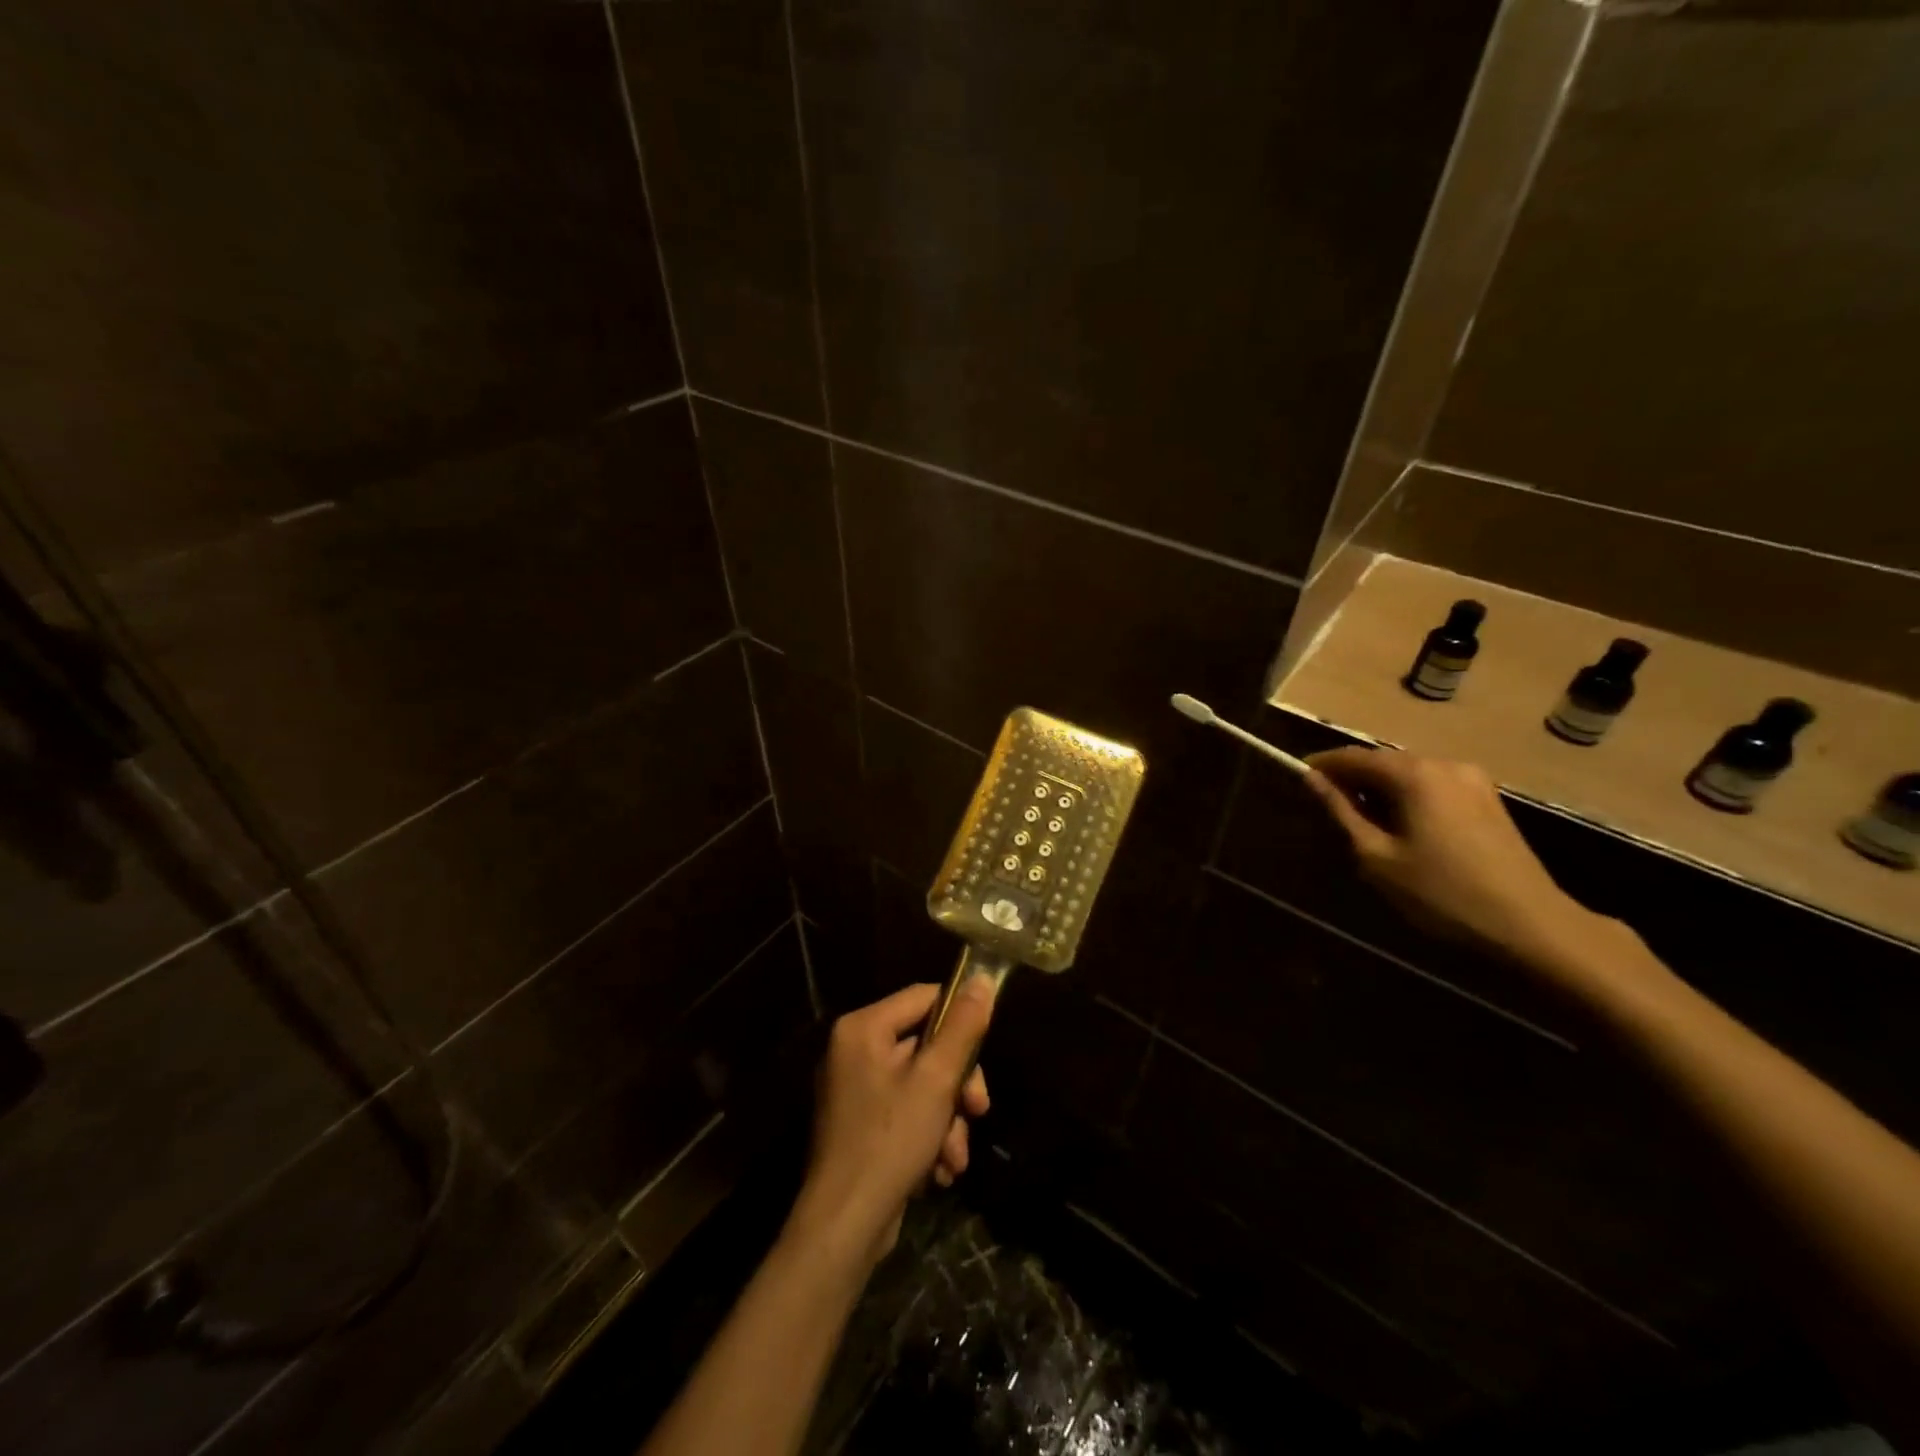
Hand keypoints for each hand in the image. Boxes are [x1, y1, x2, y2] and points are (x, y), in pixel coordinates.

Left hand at [791, 978, 992, 1269]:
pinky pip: (905, 1111)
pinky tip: (939, 1171)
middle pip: (925, 1045)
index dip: (960, 1018)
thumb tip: (983, 978)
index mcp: (863, 1028)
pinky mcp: (860, 1125)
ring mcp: (854, 1089)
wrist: (843, 1228)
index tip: (985, 1049)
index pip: (924, 998)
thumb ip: (962, 1028)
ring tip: (955, 1158)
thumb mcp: (936, 1081)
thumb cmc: (889, 1142)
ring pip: (921, 1084)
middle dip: (957, 1084)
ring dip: (947, 1119)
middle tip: (978, 1109)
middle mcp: (853, 1050)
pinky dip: (927, 1136)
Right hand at [1302, 747, 1606, 969]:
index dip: (1323, 765)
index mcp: (1415, 775)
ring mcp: (1472, 780)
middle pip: (1384, 761)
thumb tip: (1312, 779)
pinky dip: (1407, 796)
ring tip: (1360, 817)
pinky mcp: (1488, 799)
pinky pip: (1433, 785)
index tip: (1298, 776)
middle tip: (1326, 803)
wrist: (1530, 924)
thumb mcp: (1377, 857)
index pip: (1354, 756)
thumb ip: (1341, 812)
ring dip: (1380, 788)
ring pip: (1410, 773)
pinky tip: (1400, 824)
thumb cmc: (1441, 893)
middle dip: (1352, 777)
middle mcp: (1444, 764)